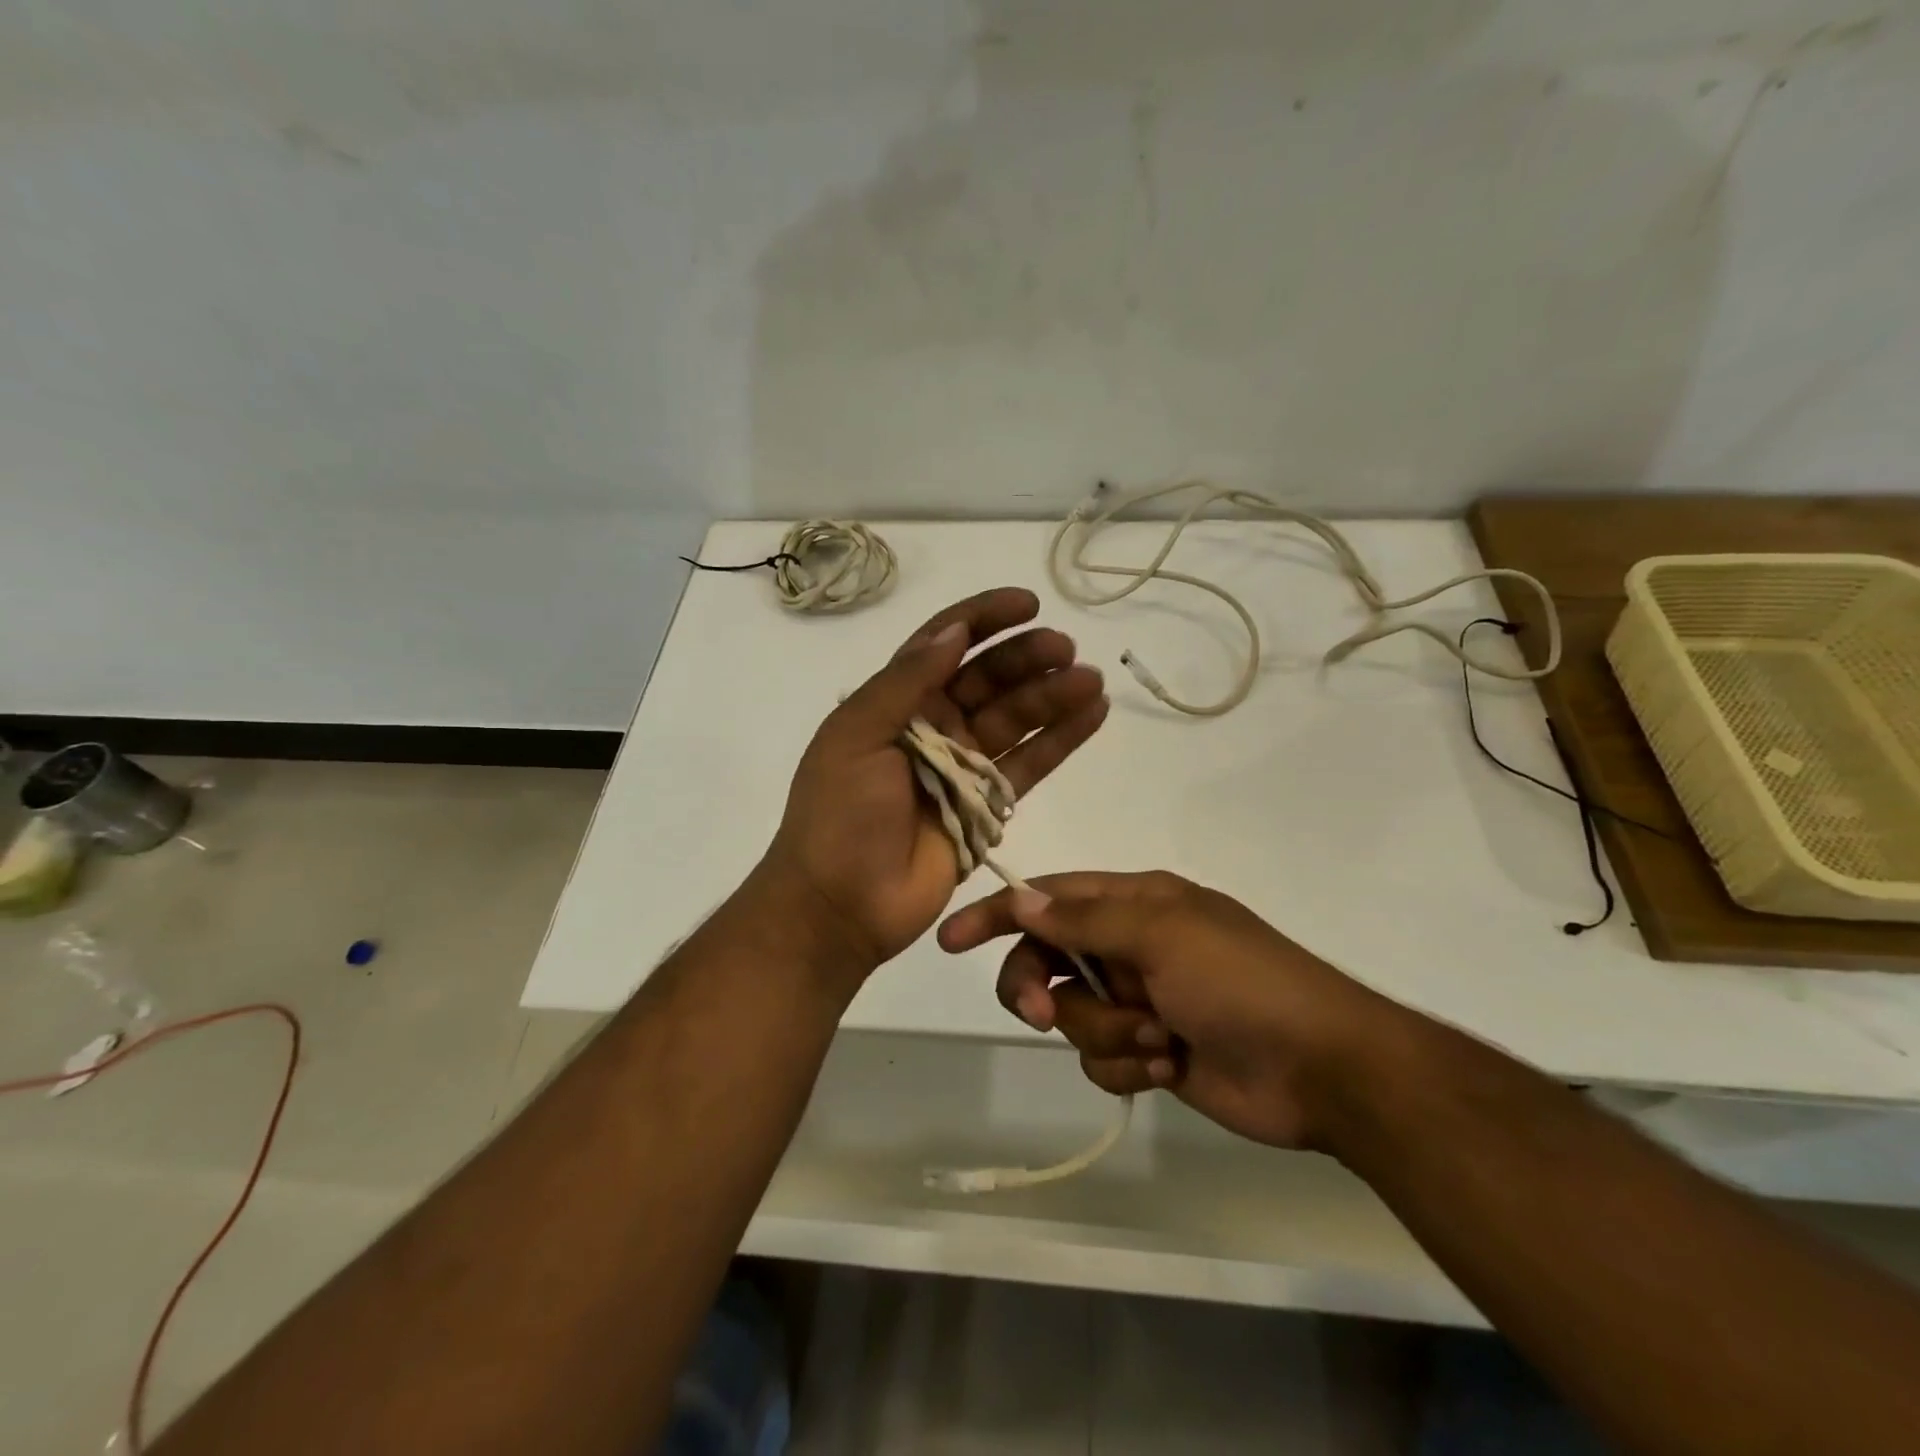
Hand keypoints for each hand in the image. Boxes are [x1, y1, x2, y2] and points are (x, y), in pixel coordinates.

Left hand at [762, 588, 1108, 981]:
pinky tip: (1094, 714)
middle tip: (1065, 649)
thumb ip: (904, 682)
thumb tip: (954, 630)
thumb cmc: (839, 815)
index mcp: (896, 701)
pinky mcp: (988, 804)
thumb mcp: (856, 736)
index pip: (945, 644)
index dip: (984, 618)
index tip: (1027, 603)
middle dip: (1027, 658)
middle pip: (989, 678)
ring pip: (1016, 718)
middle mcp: (934, 725)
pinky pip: (1031, 764)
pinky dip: (1062, 740)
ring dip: (1053, 696)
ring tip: (1090, 680)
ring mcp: (964, 765)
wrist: (841, 903)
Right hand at [938, 871, 1400, 1149]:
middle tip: (1042, 1012)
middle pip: (1048, 960)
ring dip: (1108, 1032)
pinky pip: (1102, 1059)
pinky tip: (1170, 1067)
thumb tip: (1021, 899)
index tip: (951, 939)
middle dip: (1041, 987)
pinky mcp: (1149, 1052)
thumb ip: (1084, 920)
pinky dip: (1128, 1066)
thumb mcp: (1161, 936)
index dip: (998, 915)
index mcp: (1133, 903)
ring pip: (1074, 1016)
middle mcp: (1129, 946)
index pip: (1048, 898)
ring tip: (1160, 1040)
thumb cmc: (1241, 982)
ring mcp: (1139, 1000)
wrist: (1321, 1068)